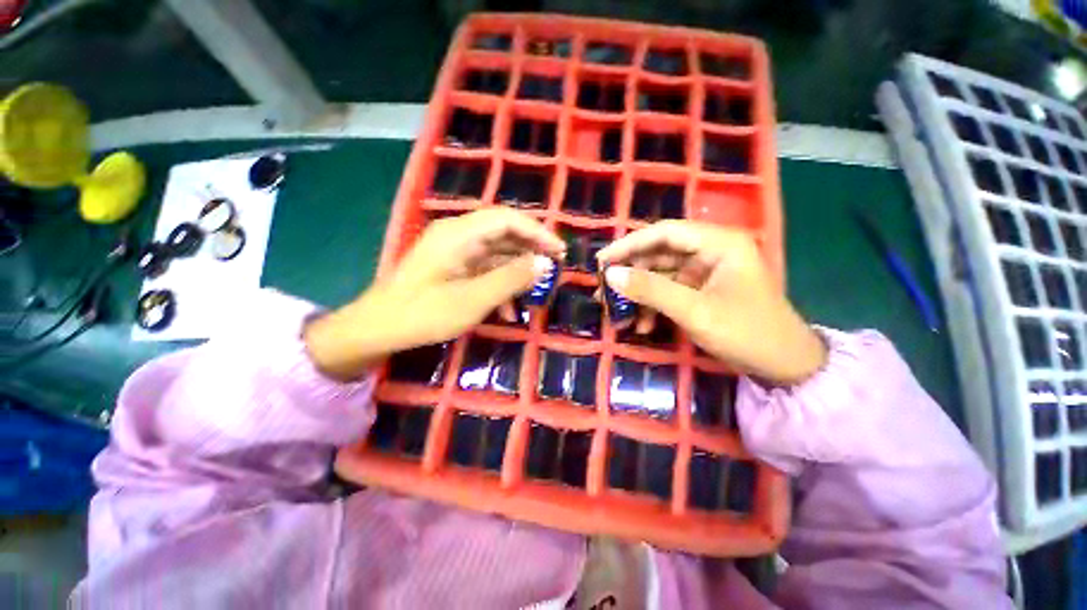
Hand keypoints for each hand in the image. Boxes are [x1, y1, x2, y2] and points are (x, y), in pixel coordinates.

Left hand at [305, 209, 563, 379]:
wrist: (376, 330)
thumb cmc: (423, 314)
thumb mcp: (473, 299)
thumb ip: (511, 279)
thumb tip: (545, 264)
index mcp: (459, 233)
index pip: (507, 219)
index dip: (537, 232)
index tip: (559, 252)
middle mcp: (457, 234)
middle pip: (503, 232)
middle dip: (531, 250)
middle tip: (554, 268)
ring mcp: (453, 251)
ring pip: (496, 253)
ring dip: (517, 271)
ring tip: (536, 291)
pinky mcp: (452, 267)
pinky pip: (484, 269)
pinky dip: (500, 284)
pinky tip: (508, 309)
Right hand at [597, 221, 825, 384]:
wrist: (785, 367)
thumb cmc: (746, 333)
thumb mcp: (694, 311)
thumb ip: (651, 290)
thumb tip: (610, 275)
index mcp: (718, 243)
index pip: (664, 232)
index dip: (629, 245)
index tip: (602, 262)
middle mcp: (711, 250)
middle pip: (659, 253)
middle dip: (631, 274)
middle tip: (604, 291)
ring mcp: (707, 271)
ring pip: (661, 274)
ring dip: (639, 293)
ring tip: (617, 314)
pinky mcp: (702, 290)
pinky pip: (669, 291)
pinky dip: (653, 306)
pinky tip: (643, 325)